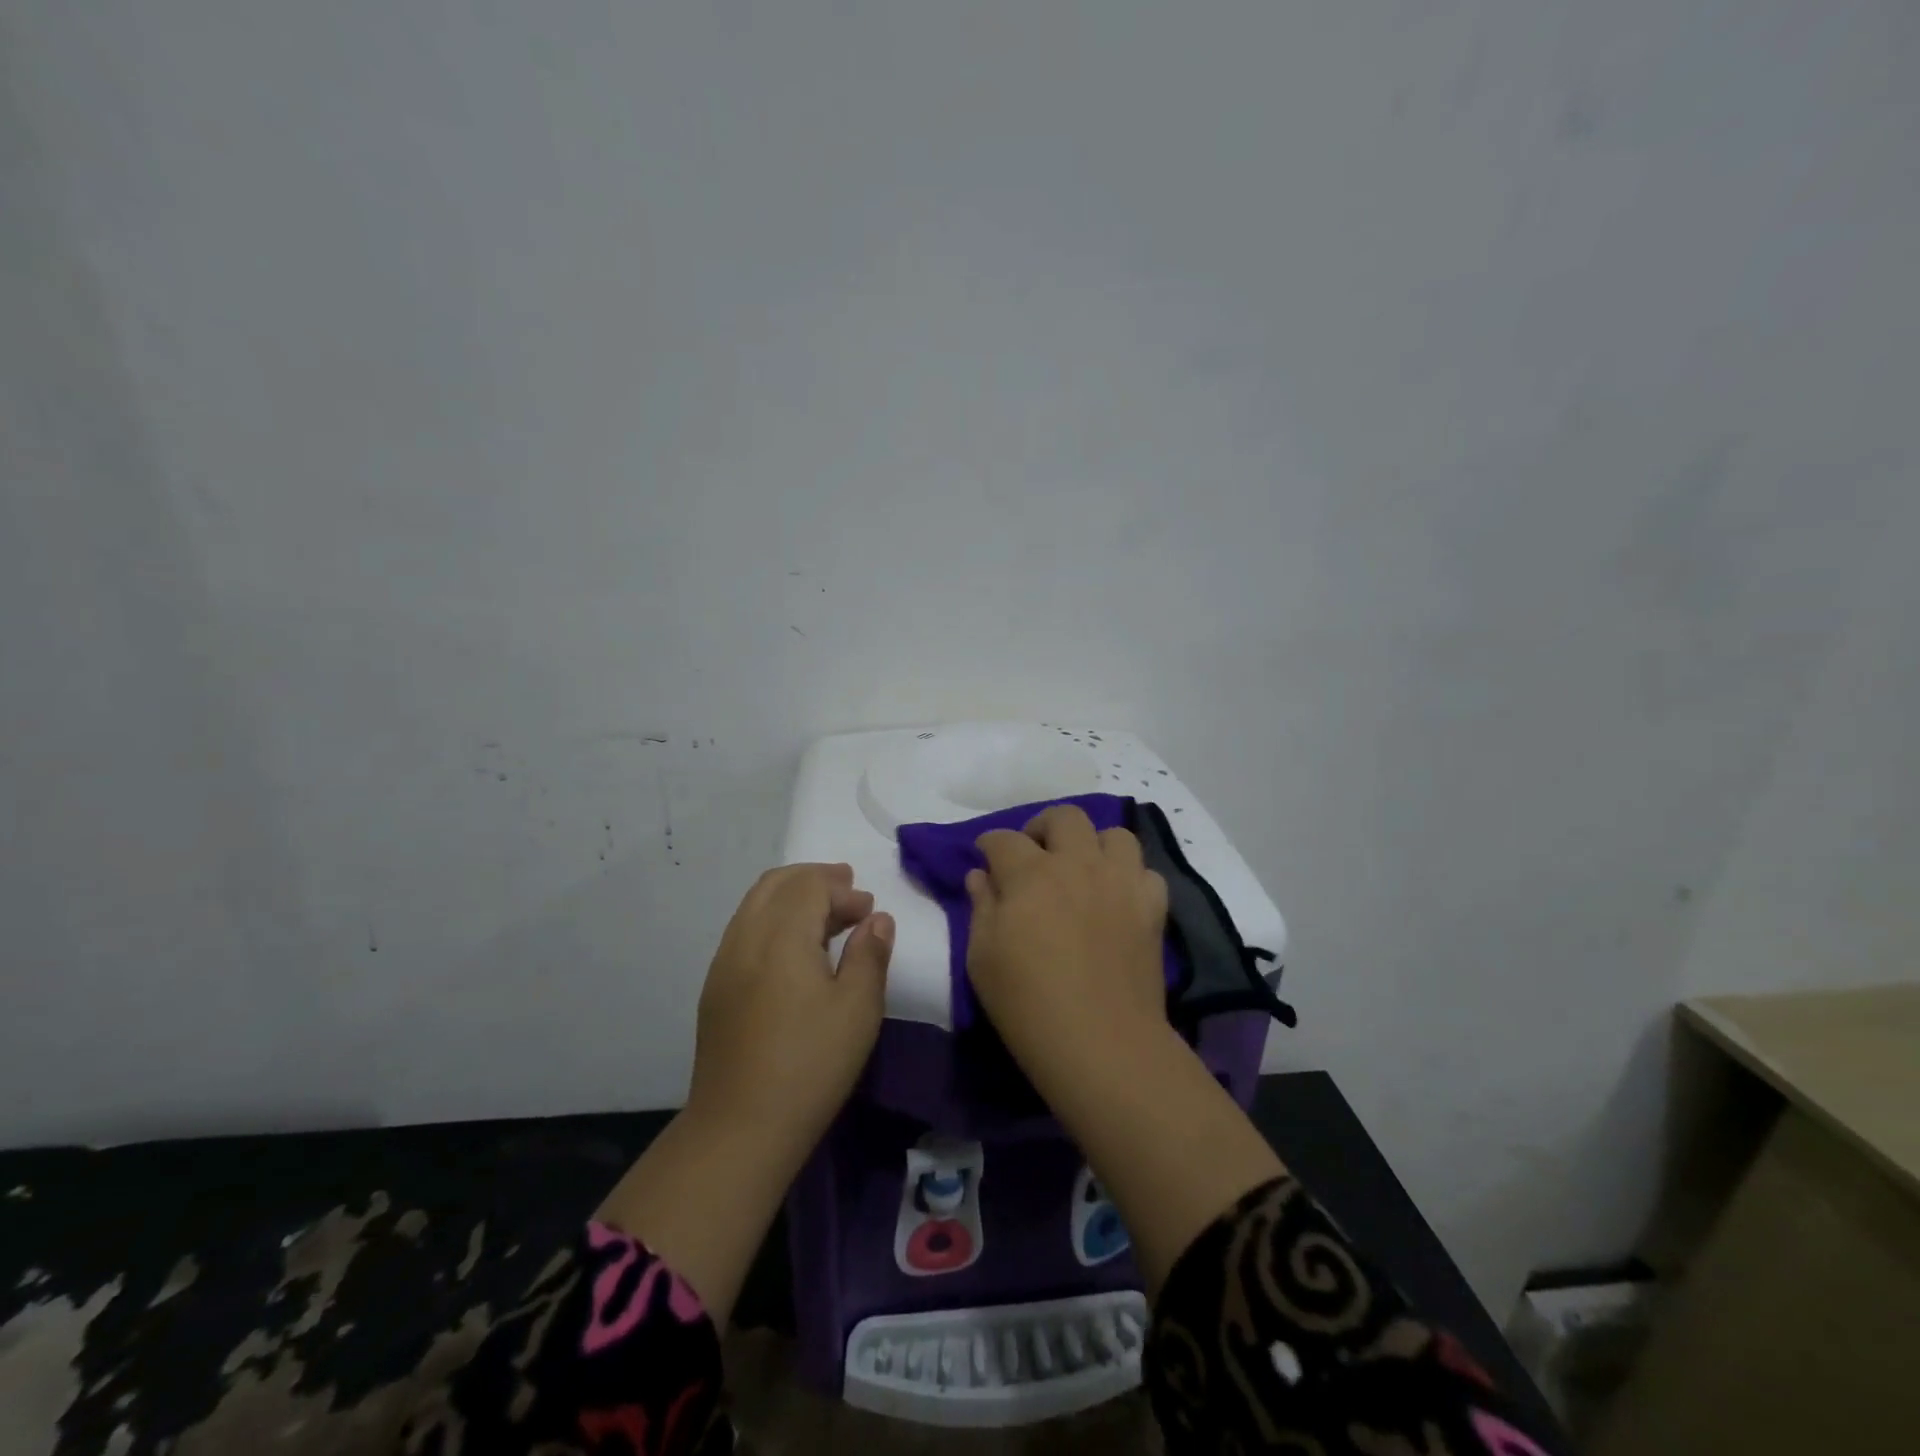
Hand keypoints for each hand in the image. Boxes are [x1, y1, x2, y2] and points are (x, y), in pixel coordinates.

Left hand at [595, 862, 890, 1326]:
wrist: (740, 1127)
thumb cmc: (811, 1064)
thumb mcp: (858, 1009)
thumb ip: (870, 955)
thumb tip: (877, 920)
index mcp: (781, 936)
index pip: (810, 886)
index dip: (842, 888)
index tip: (868, 908)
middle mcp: (746, 936)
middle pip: (777, 883)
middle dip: (815, 880)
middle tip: (847, 892)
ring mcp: (724, 961)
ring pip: (756, 903)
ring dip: (792, 897)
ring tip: (823, 915)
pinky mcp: (715, 986)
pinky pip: (744, 929)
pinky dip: (772, 919)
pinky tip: (792, 948)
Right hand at [965, 804, 1168, 1067]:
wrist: (1101, 1043)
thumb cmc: (1027, 1004)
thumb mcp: (982, 958)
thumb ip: (981, 907)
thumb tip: (981, 876)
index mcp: (1031, 874)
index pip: (1004, 839)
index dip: (989, 844)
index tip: (985, 856)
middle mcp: (1078, 864)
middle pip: (1065, 817)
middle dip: (1042, 827)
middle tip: (1034, 855)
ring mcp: (1120, 882)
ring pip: (1114, 834)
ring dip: (1093, 844)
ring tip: (1082, 869)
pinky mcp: (1152, 907)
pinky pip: (1145, 872)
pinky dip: (1129, 877)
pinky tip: (1117, 898)